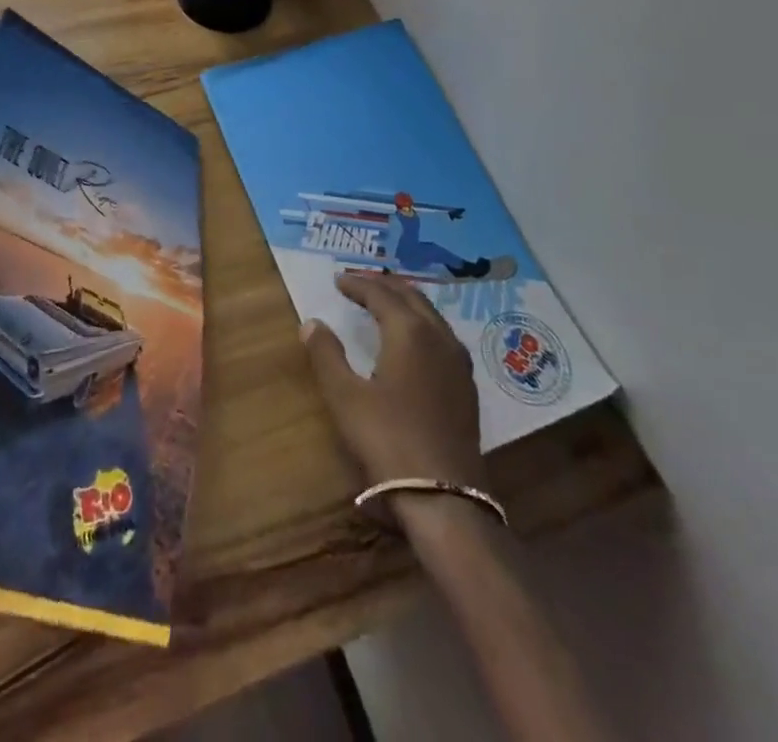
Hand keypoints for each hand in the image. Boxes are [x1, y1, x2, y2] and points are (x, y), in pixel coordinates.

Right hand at [302, 272, 485, 506]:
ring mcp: (458, 363)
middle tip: (360, 283)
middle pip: (412, 297)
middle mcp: (439, 338)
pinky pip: (442, 336)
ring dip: (406, 302)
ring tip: (384, 303)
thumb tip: (312, 322)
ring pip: (431, 315)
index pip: (381, 294)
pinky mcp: (466, 388)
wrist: (444, 497)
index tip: (338, 280)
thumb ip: (327, 354)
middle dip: (384, 285)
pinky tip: (413, 340)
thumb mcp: (345, 397)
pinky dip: (422, 323)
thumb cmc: (388, 440)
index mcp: (409, 332)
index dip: (357, 284)